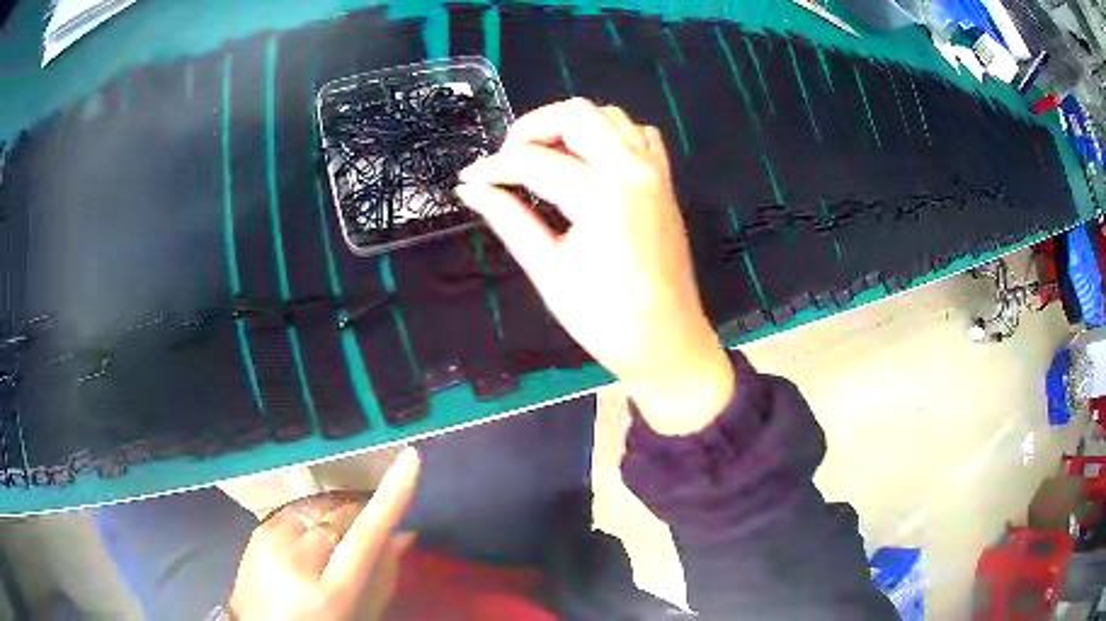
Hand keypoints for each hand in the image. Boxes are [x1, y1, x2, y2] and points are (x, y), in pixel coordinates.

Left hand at [226, 448, 419, 619]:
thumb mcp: (361, 614)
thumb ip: (384, 576)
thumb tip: (404, 533)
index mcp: (330, 591)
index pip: (366, 534)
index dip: (391, 495)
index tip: (410, 459)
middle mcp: (296, 559)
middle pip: (341, 513)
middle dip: (359, 513)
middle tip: (368, 529)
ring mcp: (270, 541)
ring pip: (318, 505)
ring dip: (334, 514)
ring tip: (337, 538)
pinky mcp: (256, 530)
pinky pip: (295, 509)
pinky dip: (311, 516)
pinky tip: (311, 536)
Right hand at [457, 98, 733, 435]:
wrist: (667, 341)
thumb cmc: (605, 319)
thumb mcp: (548, 270)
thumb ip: (508, 219)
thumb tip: (471, 189)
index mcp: (602, 196)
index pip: (534, 161)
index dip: (494, 167)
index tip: (469, 179)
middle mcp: (633, 170)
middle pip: (576, 113)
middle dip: (531, 128)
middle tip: (507, 161)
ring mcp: (654, 172)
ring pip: (608, 116)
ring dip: (570, 127)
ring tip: (543, 159)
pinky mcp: (664, 182)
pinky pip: (638, 135)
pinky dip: (610, 135)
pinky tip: (590, 161)